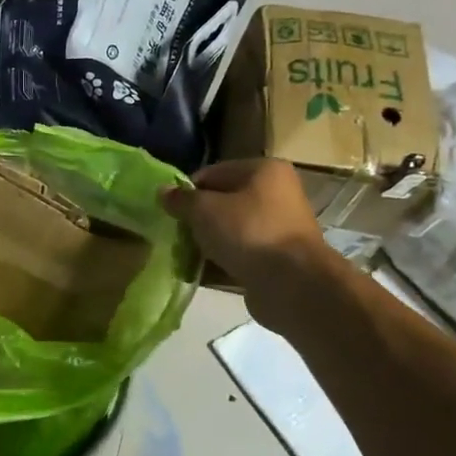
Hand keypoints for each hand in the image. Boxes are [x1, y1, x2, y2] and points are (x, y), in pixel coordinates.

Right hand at [160, 159, 332, 333]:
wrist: (293, 284)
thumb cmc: (248, 232)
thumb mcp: (204, 210)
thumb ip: (181, 199)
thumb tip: (162, 191)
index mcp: (264, 170)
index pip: (213, 173)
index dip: (187, 191)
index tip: (169, 211)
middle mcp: (275, 194)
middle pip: (222, 202)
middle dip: (196, 220)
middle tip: (174, 234)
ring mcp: (278, 229)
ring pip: (230, 231)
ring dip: (206, 243)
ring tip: (182, 256)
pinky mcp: (276, 259)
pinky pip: (239, 255)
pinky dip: (219, 262)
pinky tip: (197, 273)